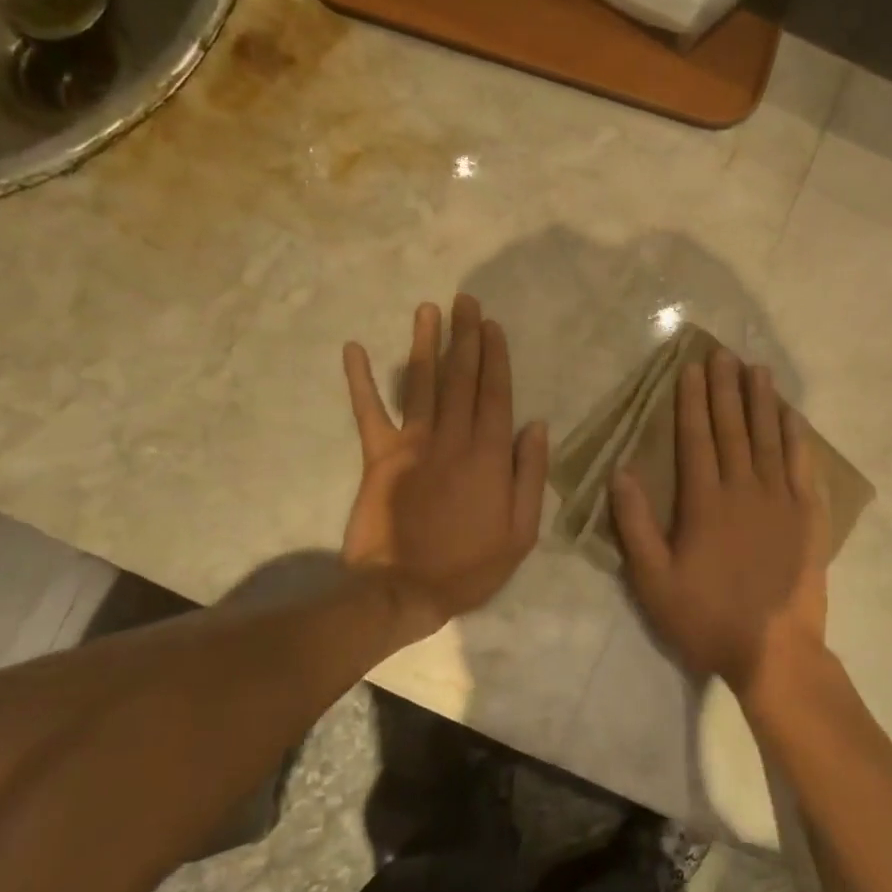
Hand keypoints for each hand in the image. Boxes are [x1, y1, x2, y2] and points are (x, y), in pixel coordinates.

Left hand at [342, 295, 548, 638]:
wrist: (404, 591)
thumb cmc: (470, 566)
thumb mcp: (521, 532)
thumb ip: (530, 475)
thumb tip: (538, 426)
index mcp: (489, 455)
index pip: (495, 394)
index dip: (495, 357)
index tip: (493, 325)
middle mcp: (452, 439)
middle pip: (461, 378)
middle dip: (465, 336)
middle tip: (465, 300)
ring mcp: (413, 444)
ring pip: (423, 384)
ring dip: (425, 343)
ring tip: (429, 309)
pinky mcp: (378, 456)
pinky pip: (368, 412)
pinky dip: (360, 380)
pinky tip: (353, 348)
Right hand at [611, 348, 829, 696]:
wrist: (774, 652)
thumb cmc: (706, 617)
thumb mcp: (653, 580)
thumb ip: (635, 524)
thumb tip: (621, 471)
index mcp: (704, 502)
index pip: (696, 438)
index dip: (692, 401)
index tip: (691, 369)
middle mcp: (744, 489)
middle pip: (733, 428)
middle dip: (726, 388)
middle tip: (723, 353)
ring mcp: (780, 500)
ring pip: (769, 438)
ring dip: (762, 401)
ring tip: (758, 369)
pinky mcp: (807, 516)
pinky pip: (802, 466)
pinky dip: (797, 437)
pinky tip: (793, 416)